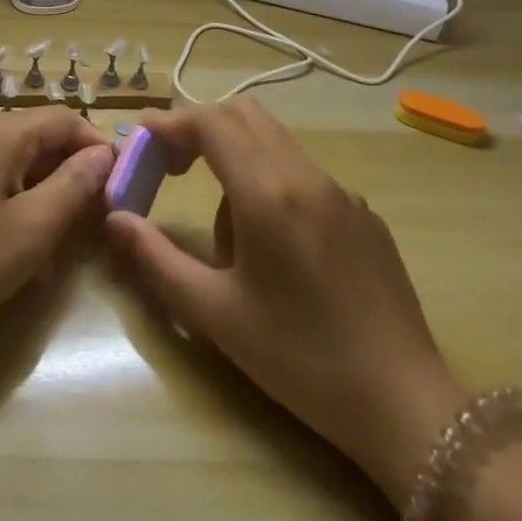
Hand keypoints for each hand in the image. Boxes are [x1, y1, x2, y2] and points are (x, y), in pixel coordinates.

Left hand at [0, 109, 114, 344]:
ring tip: (56, 233)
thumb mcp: (34, 227)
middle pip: (36, 135)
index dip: (97, 146)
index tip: (119, 183)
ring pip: (12, 157)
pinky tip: (15, 236)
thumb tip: (102, 155)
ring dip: (41, 187)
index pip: (63, 118)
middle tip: (92, 213)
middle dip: (68, 170)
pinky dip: (10, 194)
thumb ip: (74, 185)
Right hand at [105, 99, 465, 507]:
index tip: (141, 139)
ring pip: (274, 140)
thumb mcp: (215, 313)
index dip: (171, 123)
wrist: (407, 406)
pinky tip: (273, 243)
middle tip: (171, 166)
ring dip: (234, 154)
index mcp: (268, 193)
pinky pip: (302, 171)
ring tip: (224, 224)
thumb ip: (156, 258)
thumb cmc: (300, 358)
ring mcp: (342, 192)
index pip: (211, 122)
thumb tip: (114, 218)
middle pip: (244, 114)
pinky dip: (269, 178)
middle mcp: (306, 177)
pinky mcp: (364, 214)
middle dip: (199, 127)